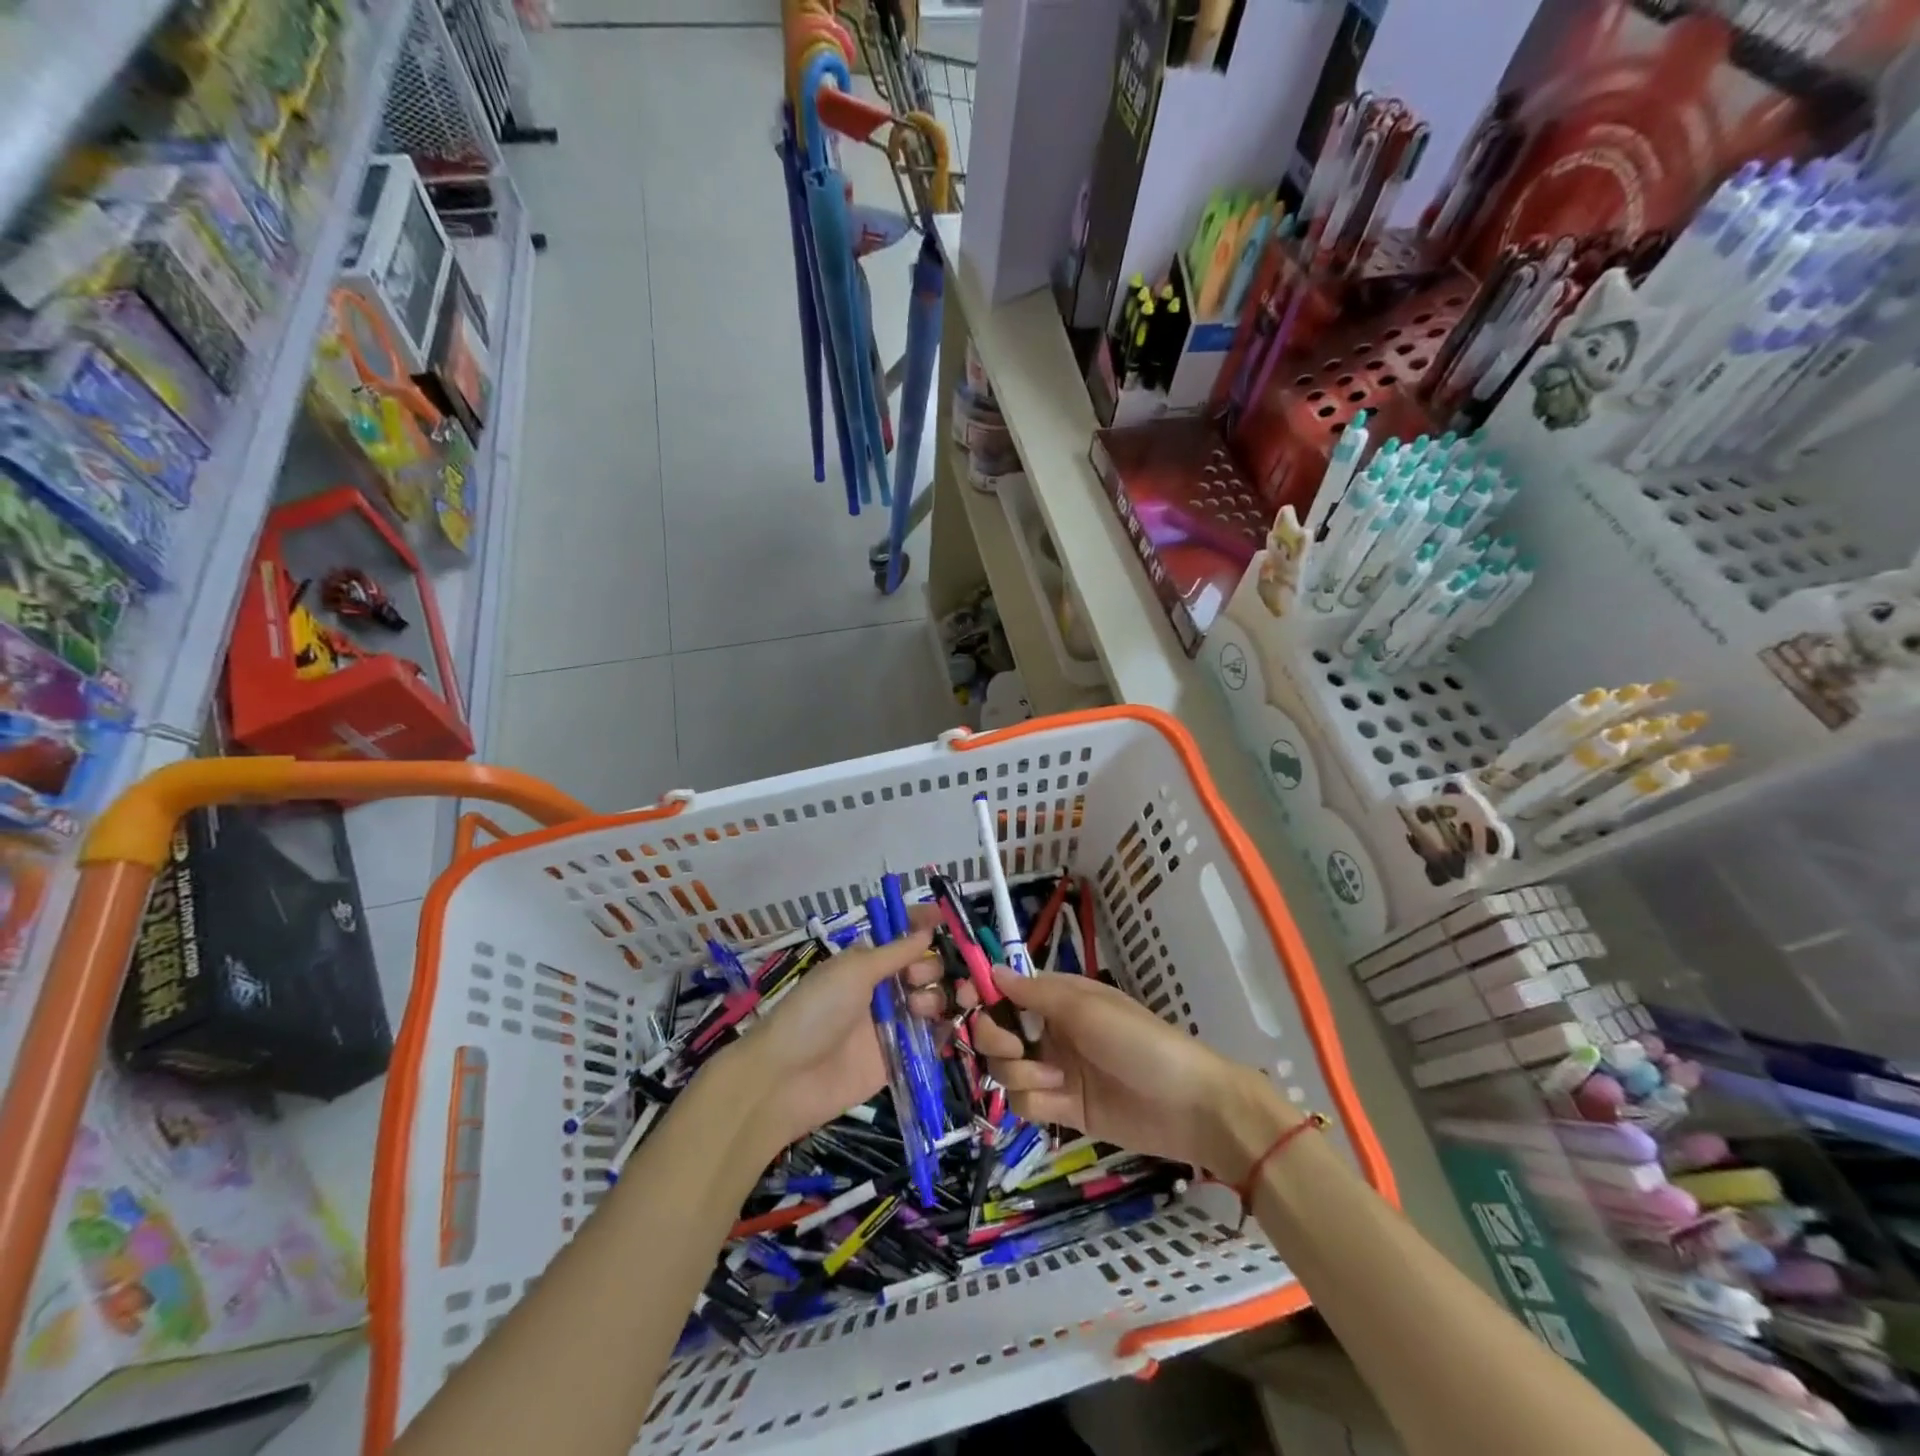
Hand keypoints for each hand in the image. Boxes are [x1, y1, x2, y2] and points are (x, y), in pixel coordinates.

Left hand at [720, 907, 946, 1153]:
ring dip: (935, 997)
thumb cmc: (816, 1011)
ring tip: (918, 1010)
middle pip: (924, 968)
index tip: (943, 918)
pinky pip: (931, 1040)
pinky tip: (943, 1028)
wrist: (788, 1079)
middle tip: (916, 978)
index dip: (921, 924)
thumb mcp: (853, 971)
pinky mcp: (898, 1058)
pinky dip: (943, 1032)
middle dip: (930, 966)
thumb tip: (926, 932)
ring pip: (932, 1000)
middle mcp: (882, 989)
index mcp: (866, 963)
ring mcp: (891, 1024)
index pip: (901, 936)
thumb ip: (894, 952)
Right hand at [970, 967, 1294, 1178]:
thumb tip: (991, 970)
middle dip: (995, 1039)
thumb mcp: (1086, 1008)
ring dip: (1019, 1073)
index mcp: (1058, 998)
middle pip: (996, 1032)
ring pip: (1005, 1069)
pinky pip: (1023, 1102)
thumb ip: (1035, 993)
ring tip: (1053, 1079)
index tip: (964, 1002)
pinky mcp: (1062, 1108)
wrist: (1187, 1106)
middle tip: (1014, 1048)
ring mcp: (1055, 1070)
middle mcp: (1050, 1030)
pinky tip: (1059, 1100)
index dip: (982, 996)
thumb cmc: (1138, 1041)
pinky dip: (1033, 1101)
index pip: (1006, 991)